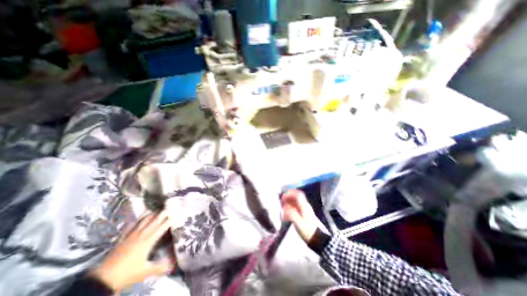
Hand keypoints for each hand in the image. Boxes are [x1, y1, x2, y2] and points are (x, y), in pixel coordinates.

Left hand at [89, 210, 173, 290]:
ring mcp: (131, 235)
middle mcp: (142, 235)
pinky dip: (137, 220)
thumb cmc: (127, 274)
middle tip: (169, 207)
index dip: (170, 220)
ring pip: (143, 221)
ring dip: (151, 214)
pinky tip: (140, 218)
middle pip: (154, 221)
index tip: (177, 213)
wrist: (102, 280)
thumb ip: (161, 267)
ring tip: (158, 209)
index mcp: (149, 241)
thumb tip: (174, 266)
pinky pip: (131, 225)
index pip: (162, 227)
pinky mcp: (122, 238)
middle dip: (163, 213)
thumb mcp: (145, 272)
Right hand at [282, 191, 318, 242]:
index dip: (290, 193)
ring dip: (289, 201)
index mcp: (304, 206)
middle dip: (289, 196)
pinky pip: (297, 206)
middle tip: (282, 200)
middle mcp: (305, 206)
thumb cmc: (307, 231)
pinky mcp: (304, 213)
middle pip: (297, 197)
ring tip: (283, 204)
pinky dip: (291, 206)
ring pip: (296, 201)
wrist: (316, 239)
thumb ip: (291, 213)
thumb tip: (285, 206)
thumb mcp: (298, 223)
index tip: (283, 195)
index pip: (298, 195)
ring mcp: (305, 209)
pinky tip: (287, 210)